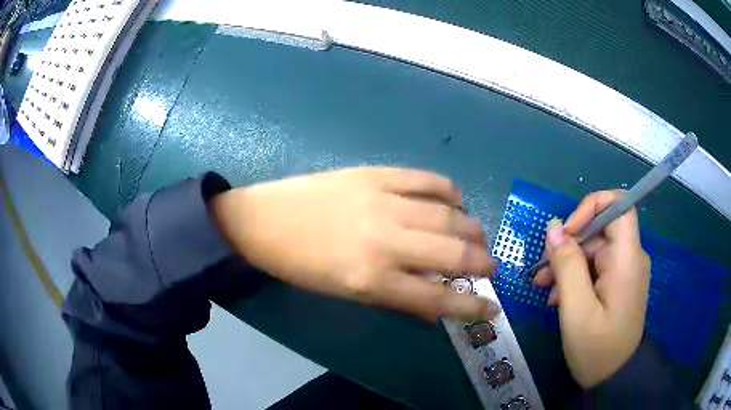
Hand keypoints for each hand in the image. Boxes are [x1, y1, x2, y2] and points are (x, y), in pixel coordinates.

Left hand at [210, 167, 499, 321]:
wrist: (264, 221)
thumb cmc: (301, 266)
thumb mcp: (346, 295)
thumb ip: (396, 302)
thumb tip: (435, 310)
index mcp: (372, 279)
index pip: (438, 299)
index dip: (471, 308)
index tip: (493, 310)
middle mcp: (384, 240)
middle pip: (452, 253)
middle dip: (482, 263)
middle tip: (491, 267)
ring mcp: (382, 201)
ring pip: (448, 214)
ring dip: (472, 228)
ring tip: (478, 236)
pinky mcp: (375, 174)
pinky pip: (427, 180)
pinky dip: (449, 191)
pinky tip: (456, 201)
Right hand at [532, 190, 649, 387]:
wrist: (614, 377)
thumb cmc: (597, 348)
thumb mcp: (577, 310)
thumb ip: (567, 266)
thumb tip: (554, 227)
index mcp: (626, 258)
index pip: (617, 205)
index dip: (591, 206)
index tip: (567, 232)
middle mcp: (629, 257)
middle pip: (600, 230)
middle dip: (569, 246)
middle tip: (542, 274)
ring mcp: (624, 271)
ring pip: (594, 250)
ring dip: (568, 265)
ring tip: (545, 289)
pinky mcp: (618, 284)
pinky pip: (596, 268)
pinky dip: (576, 277)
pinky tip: (559, 299)